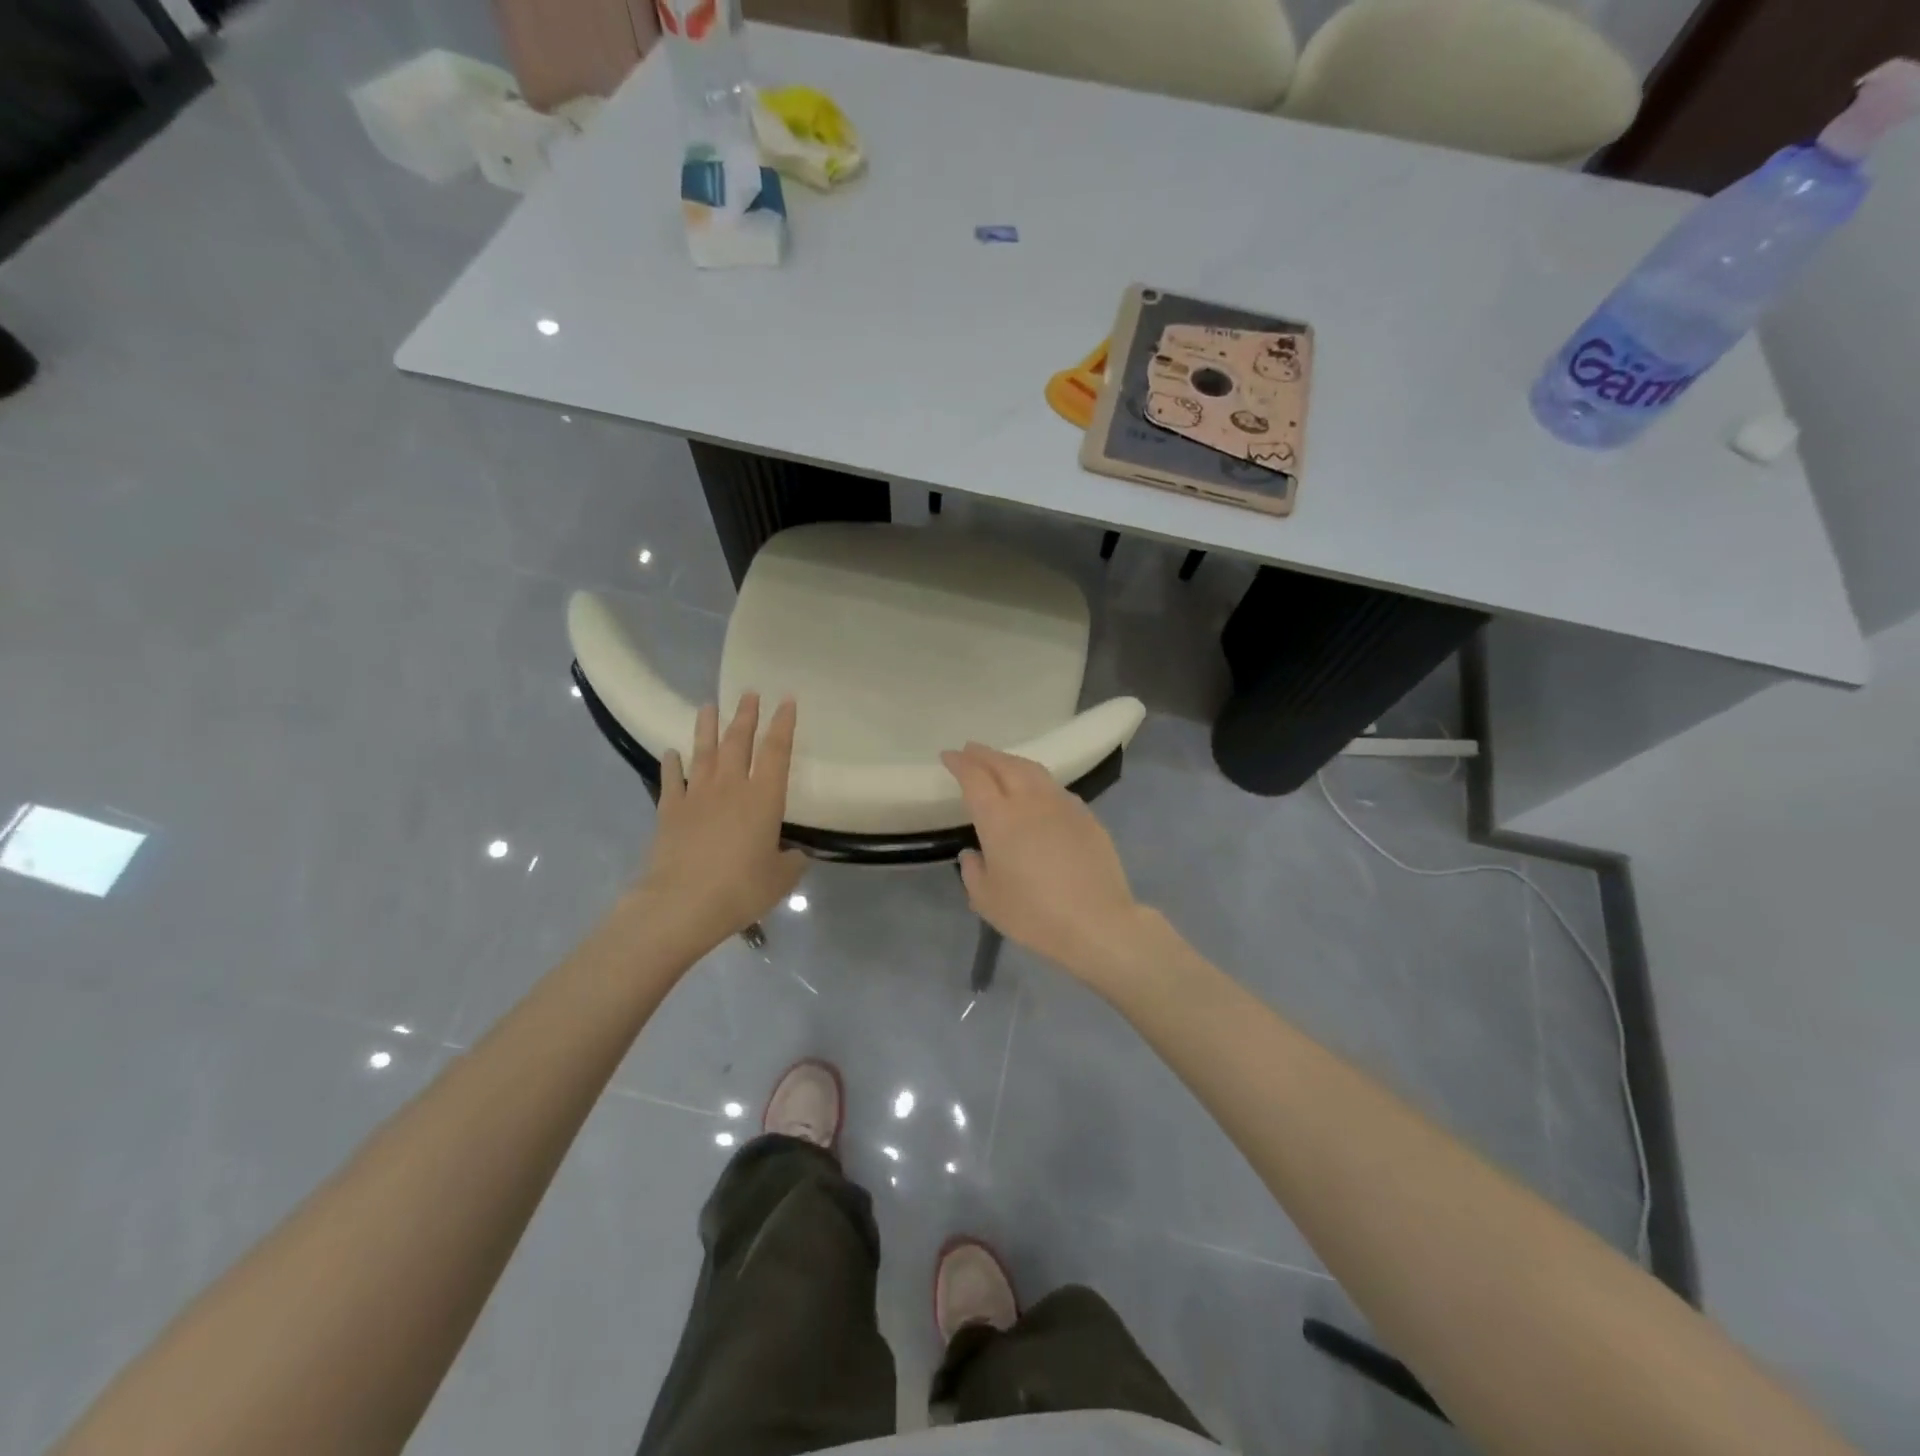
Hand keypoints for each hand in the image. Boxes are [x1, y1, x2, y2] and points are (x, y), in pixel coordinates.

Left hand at [638, 694, 805, 960]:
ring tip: (708, 705)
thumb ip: (791, 862)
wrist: (682, 903)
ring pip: (704, 752)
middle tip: (749, 693)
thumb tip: (794, 855)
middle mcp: (731, 786)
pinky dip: (671, 764)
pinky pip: (672, 779)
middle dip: (745, 715)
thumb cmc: (740, 889)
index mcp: (764, 797)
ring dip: (707, 727)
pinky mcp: (670, 810)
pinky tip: (671, 752)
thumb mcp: (780, 878)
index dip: (783, 724)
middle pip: (738, 741)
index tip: (786, 700)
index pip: (776, 751)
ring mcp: (697, 795)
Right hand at [941, 742, 1150, 987]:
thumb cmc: (1033, 914)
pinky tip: (1036, 791)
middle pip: (1004, 765)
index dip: (959, 763)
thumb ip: (973, 871)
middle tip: (970, 750)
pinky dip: (1037, 781)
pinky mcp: (1086, 815)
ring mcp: (1061, 804)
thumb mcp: (987, 901)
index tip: (949, 756)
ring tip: (1001, 763)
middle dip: (984, 755)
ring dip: (1011, 761)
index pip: (974, 778)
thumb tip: (973, 853)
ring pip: (1032, 770)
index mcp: (998, 818)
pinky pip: (1055, 788)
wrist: (1097, 922)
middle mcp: (1029, 800)